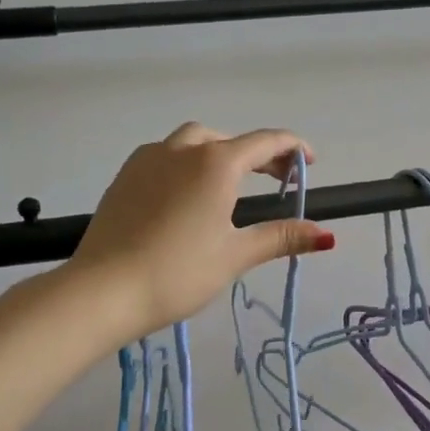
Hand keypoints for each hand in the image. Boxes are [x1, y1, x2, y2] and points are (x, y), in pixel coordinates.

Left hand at [65, 123, 333, 344]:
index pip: (265, 142)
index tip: (311, 162)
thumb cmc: (178, 272)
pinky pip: (165, 155)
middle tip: (278, 178)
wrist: (103, 290)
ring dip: (220, 152)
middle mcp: (182, 149)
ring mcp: (148, 159)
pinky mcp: (125, 176)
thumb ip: (280, 237)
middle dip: (258, 154)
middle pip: (229, 140)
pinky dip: (188, 162)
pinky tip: (188, 194)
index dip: (293, 148)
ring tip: (233, 183)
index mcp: (215, 163)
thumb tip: (326, 235)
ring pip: (193, 141)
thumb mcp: (235, 255)